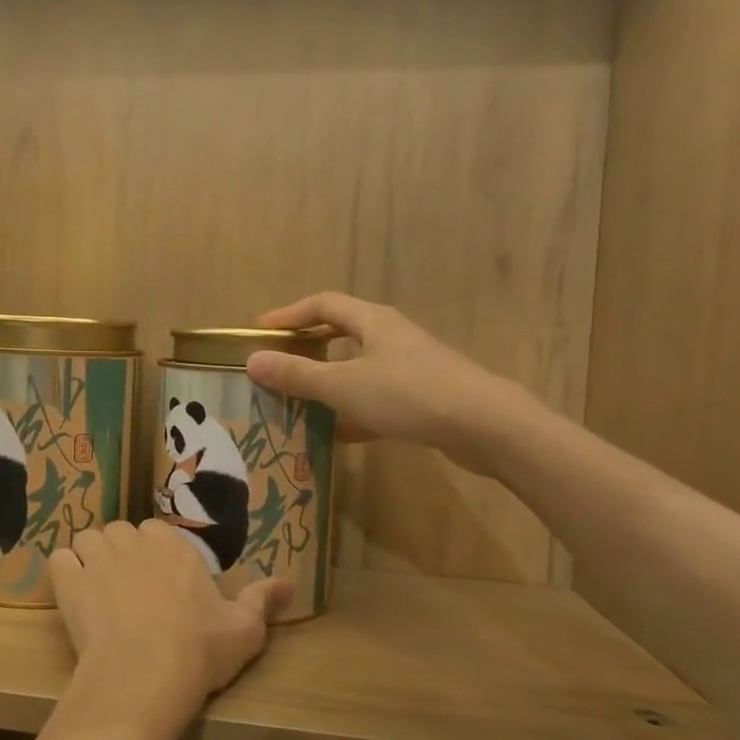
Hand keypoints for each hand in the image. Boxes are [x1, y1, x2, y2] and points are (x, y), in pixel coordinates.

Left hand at [48, 521, 288, 739]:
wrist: (145, 677)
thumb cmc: (198, 650)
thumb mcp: (245, 629)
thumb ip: (263, 600)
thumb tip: (291, 583)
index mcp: (173, 544)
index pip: (157, 534)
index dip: (155, 558)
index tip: (161, 587)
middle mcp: (134, 539)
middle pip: (121, 534)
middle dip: (123, 556)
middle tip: (130, 593)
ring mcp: (98, 557)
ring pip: (88, 541)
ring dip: (91, 559)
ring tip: (99, 593)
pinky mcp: (69, 580)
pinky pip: (59, 561)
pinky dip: (64, 573)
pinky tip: (73, 595)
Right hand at [246, 292, 541, 474]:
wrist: (486, 426)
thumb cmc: (409, 395)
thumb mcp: (344, 386)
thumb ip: (298, 375)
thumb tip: (253, 361)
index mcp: (374, 322)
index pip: (324, 304)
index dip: (290, 314)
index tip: (261, 330)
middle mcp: (393, 337)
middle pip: (343, 333)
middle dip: (310, 347)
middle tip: (280, 362)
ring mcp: (412, 367)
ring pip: (361, 368)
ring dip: (330, 382)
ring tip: (301, 402)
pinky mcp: (425, 398)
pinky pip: (378, 398)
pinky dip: (355, 411)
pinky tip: (339, 435)